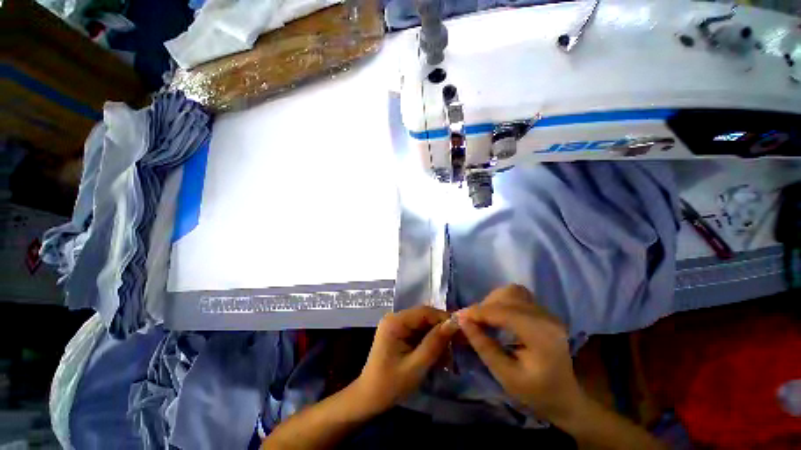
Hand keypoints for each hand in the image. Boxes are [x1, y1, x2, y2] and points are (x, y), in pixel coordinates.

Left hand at [355, 306, 458, 412]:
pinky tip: (439, 357)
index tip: (462, 331)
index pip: (425, 312)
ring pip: (424, 326)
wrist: (369, 399)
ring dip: (437, 339)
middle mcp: (396, 318)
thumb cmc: (390, 385)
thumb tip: (454, 323)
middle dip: (442, 331)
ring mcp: (397, 326)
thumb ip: (435, 343)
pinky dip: (430, 343)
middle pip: (425, 317)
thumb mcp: (416, 366)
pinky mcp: (400, 334)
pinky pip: (419, 333)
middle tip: (459, 345)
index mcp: (395, 321)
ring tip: (449, 357)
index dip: (444, 319)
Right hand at [458, 285, 585, 423]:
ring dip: (493, 301)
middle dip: (485, 305)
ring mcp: (547, 312)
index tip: (458, 317)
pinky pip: (517, 296)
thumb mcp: (506, 376)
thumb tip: (462, 321)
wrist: (567, 398)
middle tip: (471, 320)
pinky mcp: (543, 312)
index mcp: (540, 335)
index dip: (478, 312)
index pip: (503, 312)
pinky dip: (502, 301)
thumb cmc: (537, 394)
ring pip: (512, 292)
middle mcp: (546, 317)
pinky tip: (497, 315)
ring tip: (483, 317)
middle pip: (508, 296)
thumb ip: (483, 346)